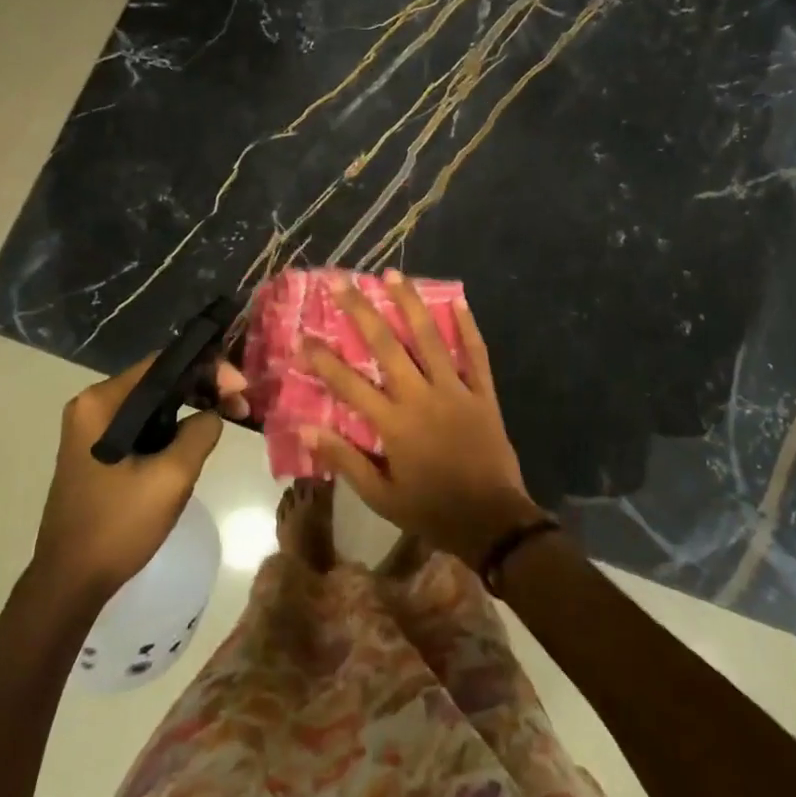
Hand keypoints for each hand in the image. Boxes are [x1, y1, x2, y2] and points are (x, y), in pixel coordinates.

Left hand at [32, 355, 247, 603]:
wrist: (69, 583)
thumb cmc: (118, 526)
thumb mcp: (172, 477)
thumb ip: (200, 432)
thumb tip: (213, 414)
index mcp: (101, 402)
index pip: (163, 364)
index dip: (207, 368)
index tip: (240, 389)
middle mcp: (92, 406)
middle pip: (158, 381)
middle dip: (202, 388)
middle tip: (240, 407)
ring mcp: (91, 429)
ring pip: (153, 405)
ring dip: (189, 409)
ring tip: (226, 420)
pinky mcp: (96, 451)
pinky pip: (141, 426)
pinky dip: (171, 428)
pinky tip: (194, 442)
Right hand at [302, 273, 546, 564]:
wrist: (492, 522)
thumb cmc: (431, 510)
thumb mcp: (381, 496)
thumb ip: (345, 459)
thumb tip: (305, 428)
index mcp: (394, 424)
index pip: (349, 384)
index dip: (323, 359)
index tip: (302, 335)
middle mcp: (421, 397)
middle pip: (387, 346)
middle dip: (361, 311)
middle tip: (343, 281)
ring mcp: (455, 390)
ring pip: (430, 338)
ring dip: (410, 304)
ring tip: (393, 274)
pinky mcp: (483, 393)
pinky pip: (476, 354)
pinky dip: (467, 327)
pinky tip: (458, 300)